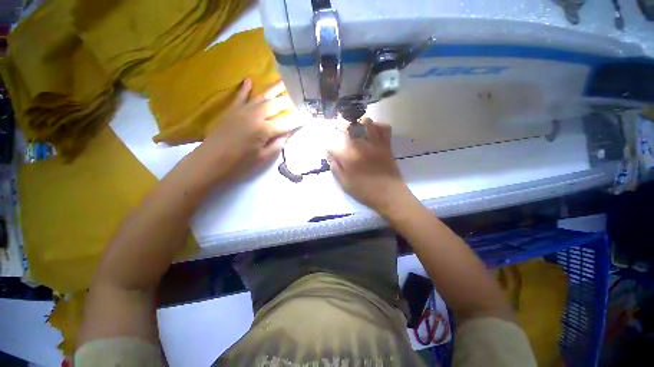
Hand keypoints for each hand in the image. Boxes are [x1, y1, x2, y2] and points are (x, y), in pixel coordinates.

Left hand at [195, 78, 301, 183]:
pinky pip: (240, 96)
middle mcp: (255, 115)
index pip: (287, 123)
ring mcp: (242, 110)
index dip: (299, 120)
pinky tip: (249, 80)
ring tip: (285, 82)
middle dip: (290, 101)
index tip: (310, 116)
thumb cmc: (239, 164)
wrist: (210, 162)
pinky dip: (245, 88)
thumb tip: (287, 134)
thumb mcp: (263, 158)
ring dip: (274, 89)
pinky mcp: (232, 110)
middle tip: (300, 98)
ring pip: (262, 97)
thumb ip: (277, 144)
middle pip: (276, 105)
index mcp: (264, 129)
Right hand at [325, 118, 411, 213]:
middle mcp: (361, 147)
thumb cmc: (365, 192)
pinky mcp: (386, 145)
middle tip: (337, 128)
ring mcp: (375, 144)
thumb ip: (335, 169)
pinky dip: (378, 125)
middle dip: (340, 125)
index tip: (326, 144)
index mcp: (348, 158)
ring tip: (355, 127)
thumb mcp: (345, 184)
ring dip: (358, 122)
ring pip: (366, 123)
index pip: (332, 144)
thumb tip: (330, 156)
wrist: (389, 195)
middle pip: (348, 128)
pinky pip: (385, 128)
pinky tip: (373, 131)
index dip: (326, 143)